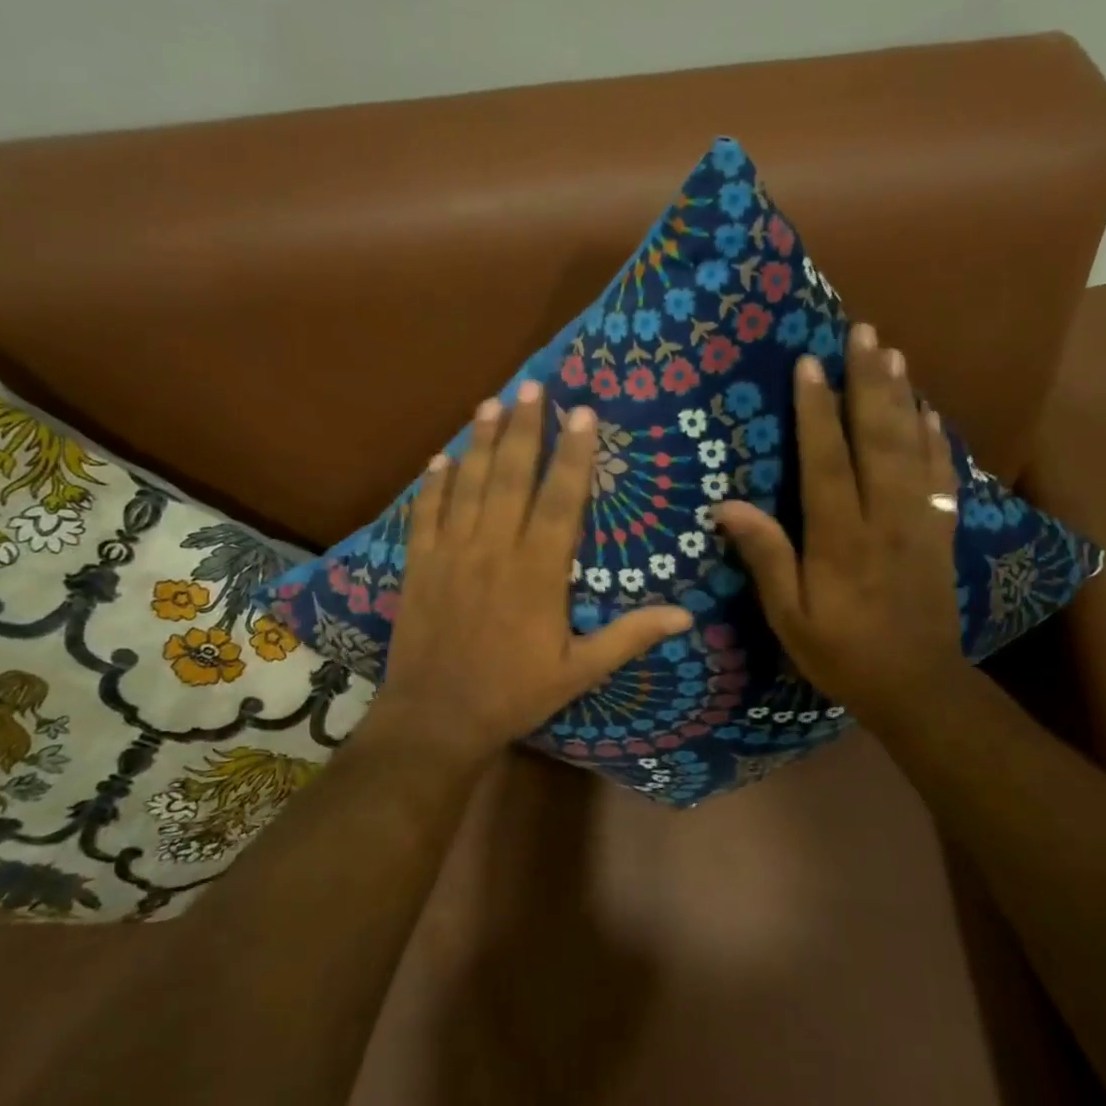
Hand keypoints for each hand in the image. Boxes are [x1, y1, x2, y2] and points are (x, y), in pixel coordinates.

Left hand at [379, 382, 693, 757]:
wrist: (436, 719)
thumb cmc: (513, 694)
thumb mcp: (579, 672)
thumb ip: (629, 636)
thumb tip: (685, 615)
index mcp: (538, 571)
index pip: (560, 499)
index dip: (573, 454)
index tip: (582, 413)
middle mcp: (494, 549)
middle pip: (511, 476)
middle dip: (524, 428)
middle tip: (533, 387)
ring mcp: (452, 553)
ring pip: (468, 485)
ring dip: (479, 441)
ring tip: (491, 403)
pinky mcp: (419, 565)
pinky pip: (426, 514)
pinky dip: (433, 484)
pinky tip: (440, 459)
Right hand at [712, 324, 969, 737]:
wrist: (917, 685)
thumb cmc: (842, 652)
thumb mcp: (789, 618)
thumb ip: (766, 558)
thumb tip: (728, 507)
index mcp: (841, 537)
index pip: (826, 461)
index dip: (817, 411)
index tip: (810, 363)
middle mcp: (884, 517)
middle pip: (877, 439)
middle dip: (869, 383)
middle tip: (864, 333)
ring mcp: (919, 521)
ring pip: (911, 448)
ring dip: (903, 398)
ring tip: (894, 354)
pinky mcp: (941, 531)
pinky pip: (941, 475)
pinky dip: (936, 440)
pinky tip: (930, 413)